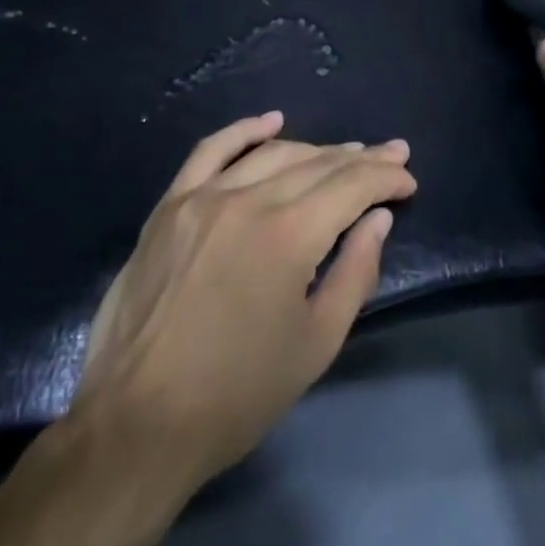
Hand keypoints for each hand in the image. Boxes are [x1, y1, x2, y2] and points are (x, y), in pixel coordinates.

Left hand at [72, 112, 415, 488]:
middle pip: (316, 164)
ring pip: (272, 154)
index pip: (351, 186)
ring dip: (315, 150)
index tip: (408, 180)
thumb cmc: (236, 394)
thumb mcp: (315, 345)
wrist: (137, 423)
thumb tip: (376, 219)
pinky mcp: (170, 205)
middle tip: (391, 155)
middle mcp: (248, 200)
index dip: (385, 178)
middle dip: (361, 159)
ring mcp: (203, 197)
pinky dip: (245, 131)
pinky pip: (211, 151)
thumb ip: (354, 273)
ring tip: (345, 153)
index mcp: (288, 236)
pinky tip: (272, 122)